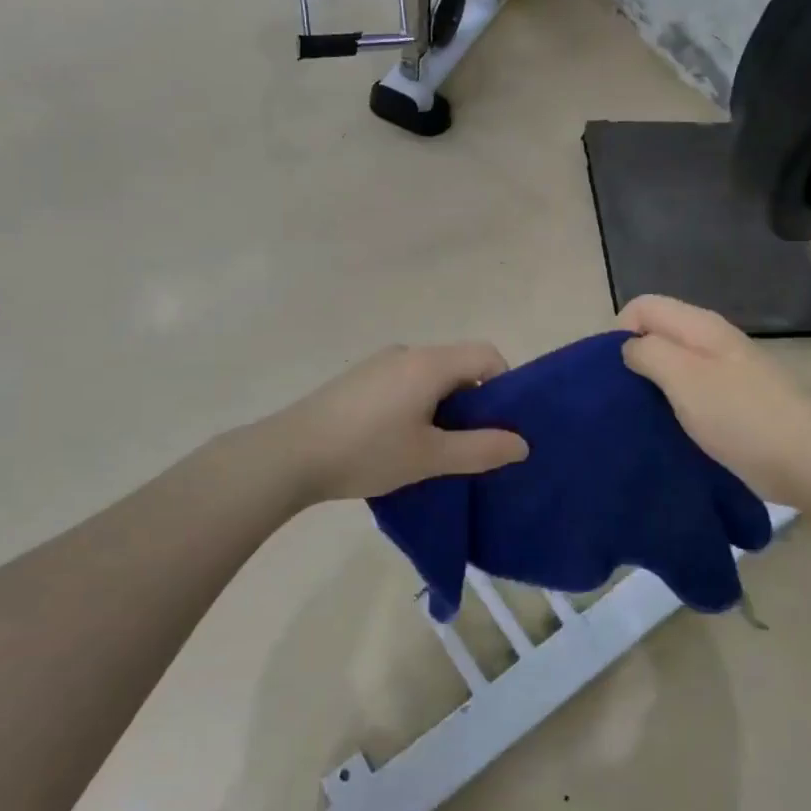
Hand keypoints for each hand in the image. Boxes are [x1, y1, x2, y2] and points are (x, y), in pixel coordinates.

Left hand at [274, 343, 530, 502]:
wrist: (288, 455)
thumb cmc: (367, 452)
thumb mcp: (430, 457)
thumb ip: (481, 449)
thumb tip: (522, 444)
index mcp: (430, 363)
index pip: (487, 355)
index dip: (505, 385)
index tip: (500, 425)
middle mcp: (407, 353)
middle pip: (459, 364)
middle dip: (474, 401)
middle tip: (470, 443)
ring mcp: (378, 364)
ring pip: (430, 376)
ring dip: (443, 405)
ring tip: (433, 448)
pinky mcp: (358, 379)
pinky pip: (404, 382)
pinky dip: (417, 404)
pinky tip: (397, 441)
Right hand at [618, 295, 810, 506]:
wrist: (805, 460)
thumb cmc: (739, 415)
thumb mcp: (683, 377)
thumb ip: (649, 352)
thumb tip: (629, 346)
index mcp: (699, 325)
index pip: (643, 306)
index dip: (621, 332)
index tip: (617, 372)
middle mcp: (712, 339)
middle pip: (658, 333)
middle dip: (636, 359)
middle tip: (627, 398)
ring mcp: (725, 370)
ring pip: (674, 363)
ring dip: (654, 384)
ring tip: (645, 415)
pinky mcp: (733, 400)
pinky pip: (691, 390)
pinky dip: (675, 403)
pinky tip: (672, 427)